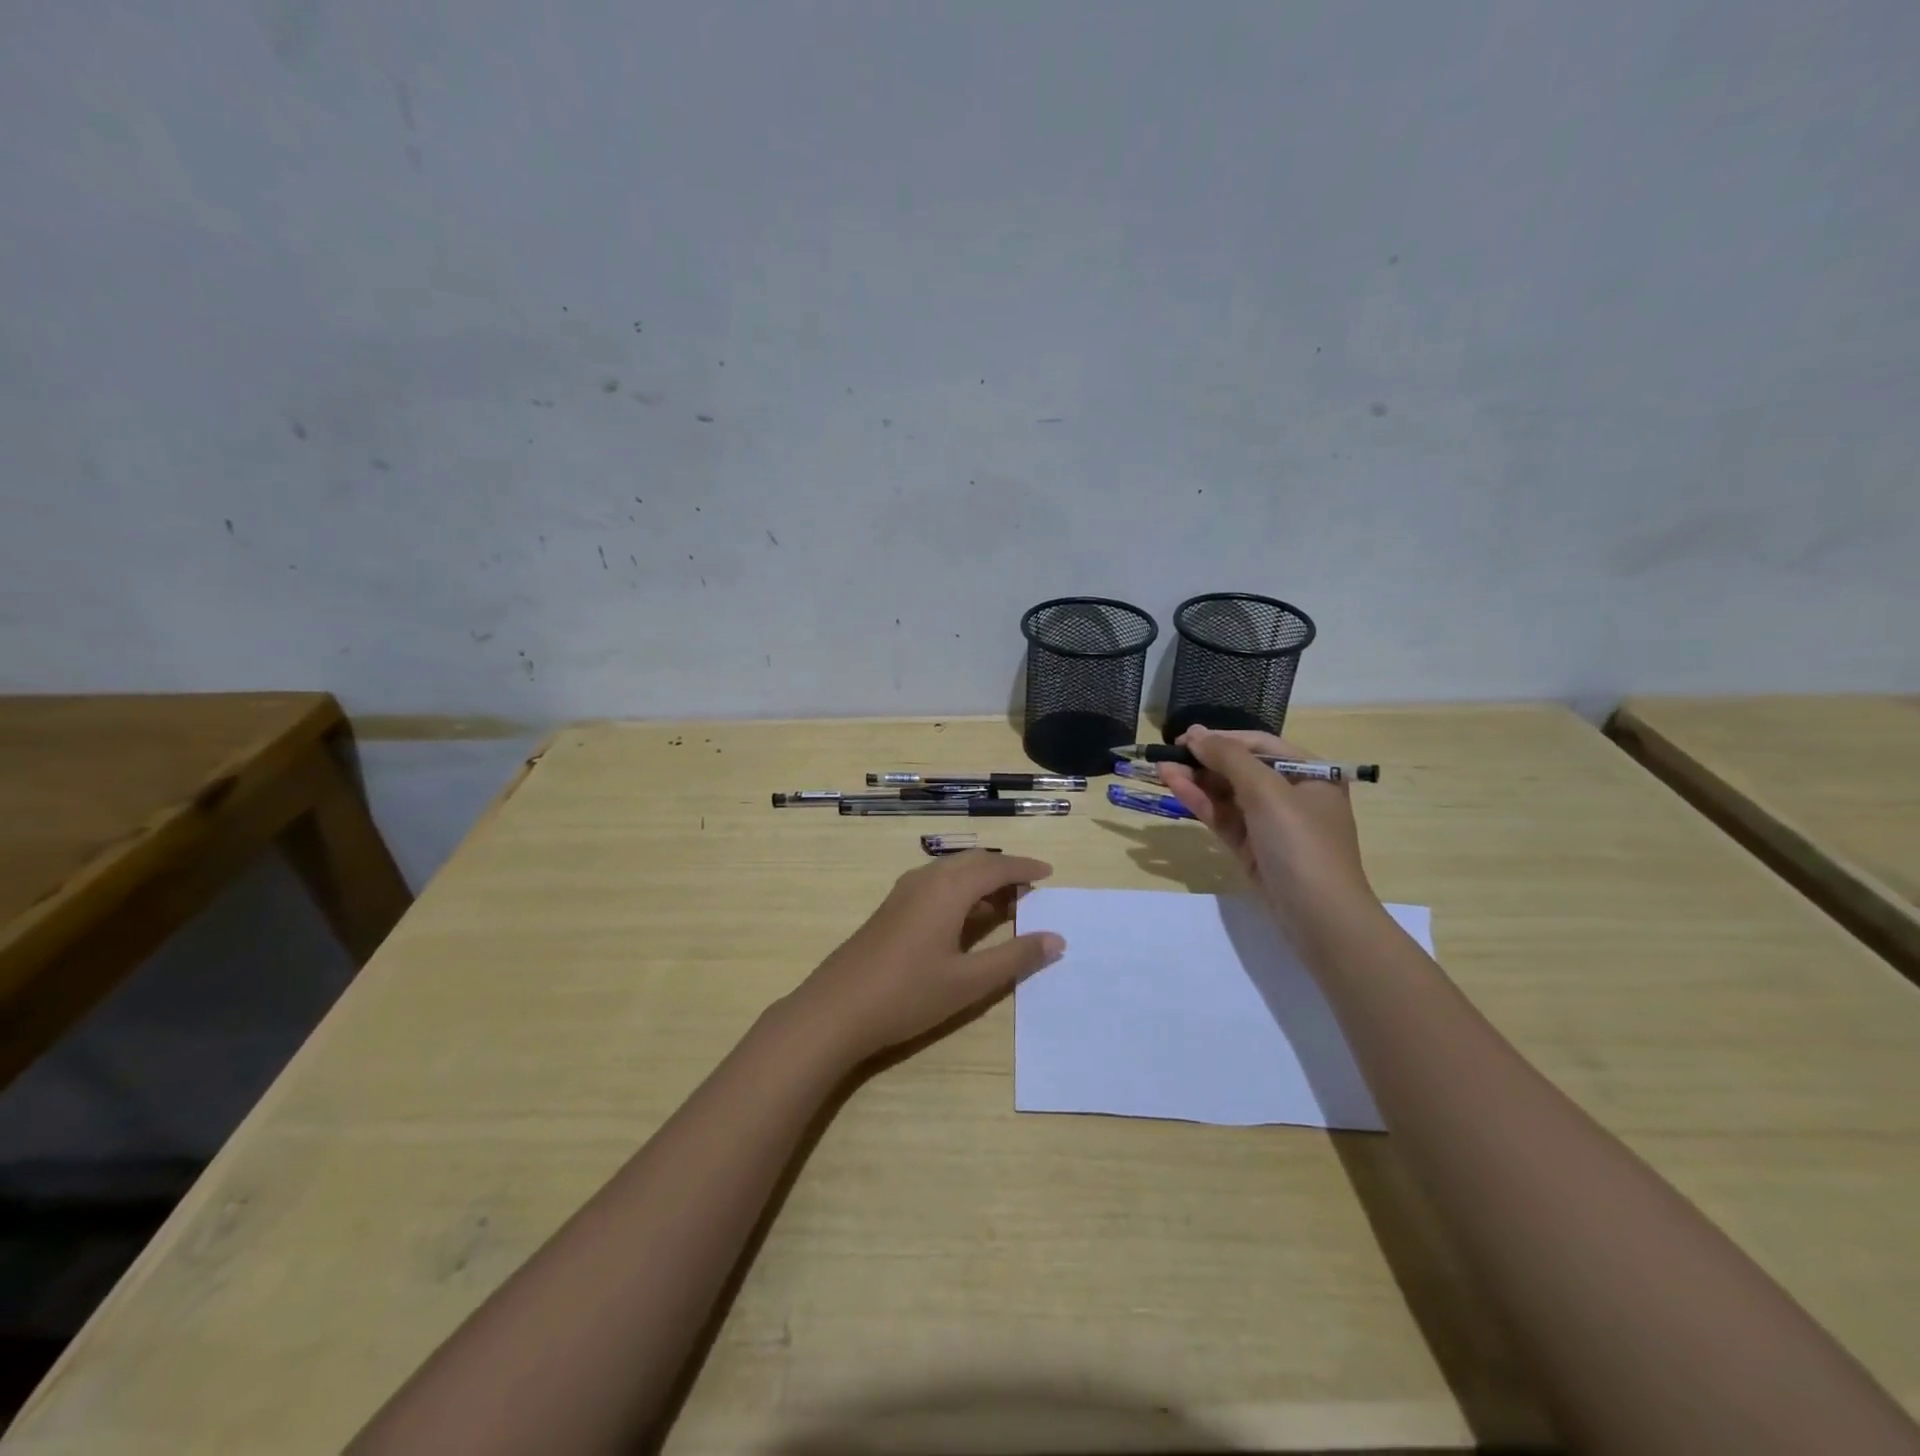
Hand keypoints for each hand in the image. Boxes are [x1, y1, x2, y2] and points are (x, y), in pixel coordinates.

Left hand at [788, 851, 1063, 1066]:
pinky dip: (960, 891)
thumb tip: (1056, 939)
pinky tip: (966, 920)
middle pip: (973, 862)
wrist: (836, 1009)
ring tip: (1006, 905)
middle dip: (1004, 870)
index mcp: (948, 888)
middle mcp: (926, 879)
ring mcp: (904, 892)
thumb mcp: (969, 981)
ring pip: (952, 872)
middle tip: (1031, 891)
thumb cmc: (908, 993)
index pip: (996, 866)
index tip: (1050, 873)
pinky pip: (935, 885)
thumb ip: (1014, 957)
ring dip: (981, 881)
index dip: (1025, 868)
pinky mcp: (891, 908)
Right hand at [1158, 725, 1377, 947]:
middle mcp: (1292, 794)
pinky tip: (1176, 788)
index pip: (1259, 745)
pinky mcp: (1253, 849)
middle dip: (1204, 760)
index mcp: (1310, 773)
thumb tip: (1196, 734)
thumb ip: (1230, 759)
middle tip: (1167, 753)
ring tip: (1161, 768)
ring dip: (1196, 780)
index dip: (1221, 738)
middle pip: (1241, 769)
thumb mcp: (1268, 792)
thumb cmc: (1301, 844)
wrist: (1319, 917)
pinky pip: (1224, 818)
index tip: (1184, 737)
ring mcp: (1271, 824)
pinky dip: (1201, 803)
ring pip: (1227, 794)